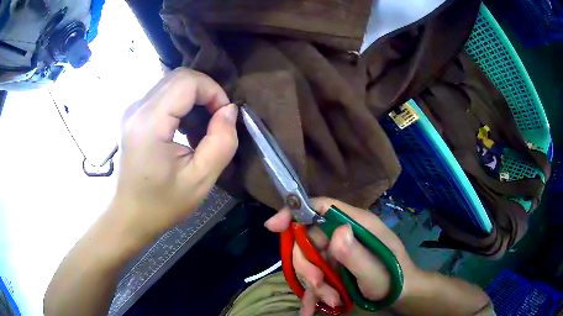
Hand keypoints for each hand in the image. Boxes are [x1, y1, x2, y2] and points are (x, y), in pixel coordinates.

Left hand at [113, 68, 237, 240]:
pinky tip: (185, 126)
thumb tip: (229, 110)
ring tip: (202, 124)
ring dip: (194, 96)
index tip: (224, 116)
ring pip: (171, 83)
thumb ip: (221, 142)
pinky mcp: (133, 115)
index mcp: (149, 123)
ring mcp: (132, 110)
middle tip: (217, 118)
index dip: (213, 91)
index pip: (187, 82)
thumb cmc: (162, 203)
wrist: (130, 215)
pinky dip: (181, 102)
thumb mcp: (200, 180)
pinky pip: (162, 94)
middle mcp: (137, 108)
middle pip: (178, 77)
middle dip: (205, 91)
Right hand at [265, 197, 420, 314]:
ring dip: (313, 284)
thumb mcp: (375, 272)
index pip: (321, 207)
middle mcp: (344, 234)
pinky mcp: (334, 267)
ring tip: (330, 301)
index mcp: (356, 224)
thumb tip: (336, 232)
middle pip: (308, 239)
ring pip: (308, 261)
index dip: (295, 212)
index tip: (273, 227)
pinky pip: (313, 275)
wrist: (400, 295)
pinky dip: (311, 292)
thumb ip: (356, 254)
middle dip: (307, 265)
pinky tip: (310, 308)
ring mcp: (337, 252)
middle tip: (318, 286)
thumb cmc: (393, 280)